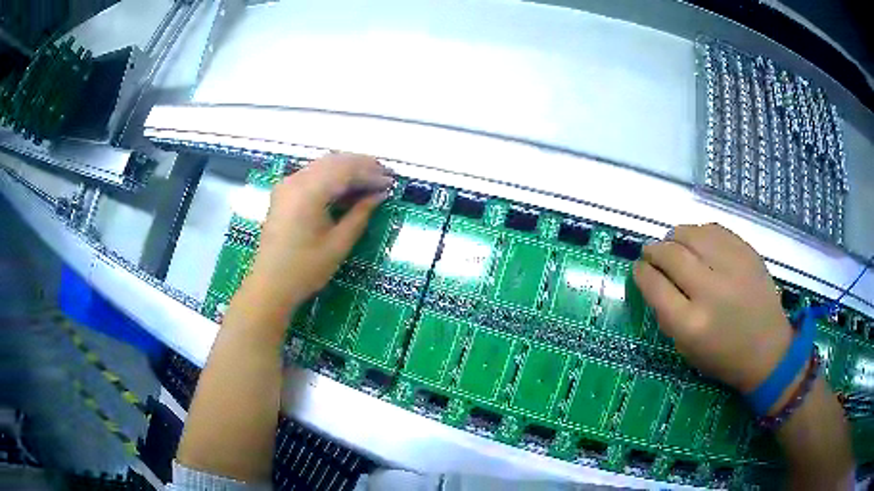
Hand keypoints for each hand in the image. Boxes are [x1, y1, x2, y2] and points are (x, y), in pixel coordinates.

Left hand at [249, 153, 392, 306]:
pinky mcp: (284, 192)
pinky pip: (312, 174)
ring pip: (322, 165)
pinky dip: (331, 176)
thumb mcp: (338, 244)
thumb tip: (379, 195)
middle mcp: (296, 180)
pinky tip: (345, 188)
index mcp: (309, 192)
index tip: (390, 182)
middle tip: (383, 177)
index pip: (346, 170)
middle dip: (361, 166)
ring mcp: (287, 184)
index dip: (370, 173)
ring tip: (369, 181)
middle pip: (334, 161)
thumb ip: (360, 214)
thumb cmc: (305, 269)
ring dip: (347, 169)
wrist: (270, 284)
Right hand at [633, 223, 791, 393]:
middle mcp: (710, 291)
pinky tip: (698, 242)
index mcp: (691, 324)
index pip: (654, 285)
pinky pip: (714, 230)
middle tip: (651, 253)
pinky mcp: (747, 253)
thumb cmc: (723, 357)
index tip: (639, 268)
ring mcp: (732, 267)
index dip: (641, 272)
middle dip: (654, 250)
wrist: (768, 350)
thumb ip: (667, 314)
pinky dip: (699, 233)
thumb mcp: (686, 349)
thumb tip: (653, 279)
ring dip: (674, 236)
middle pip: (671, 254)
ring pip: (691, 234)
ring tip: (673, 243)